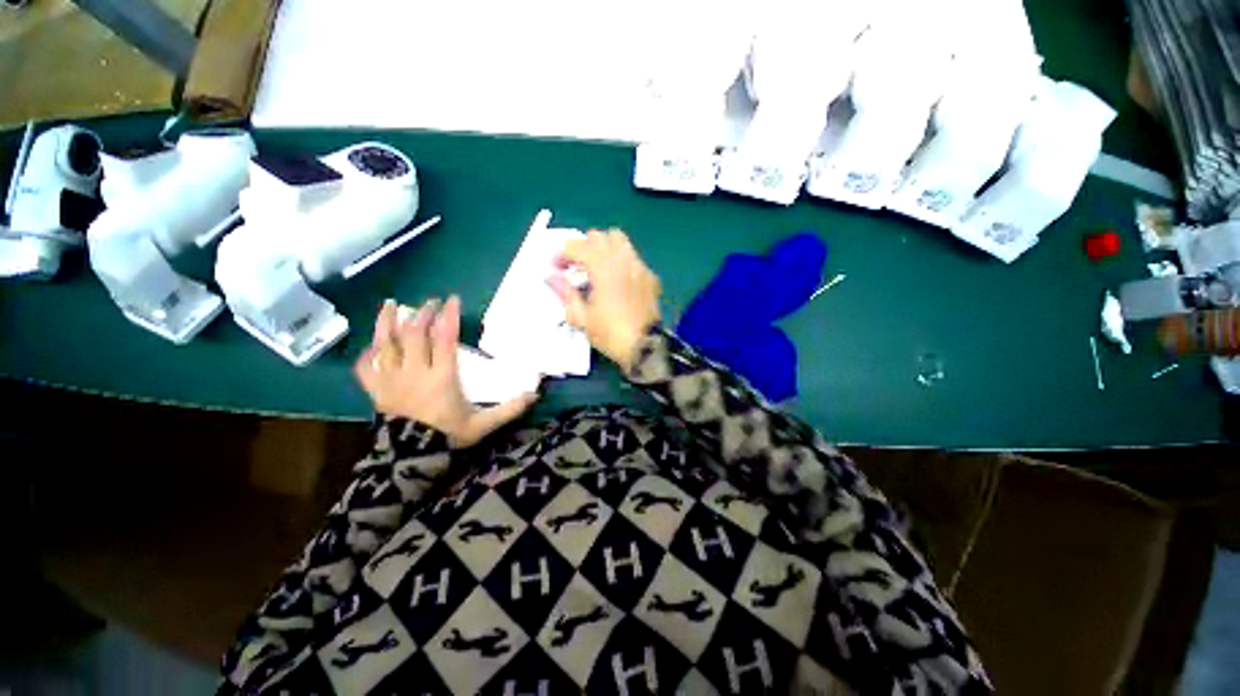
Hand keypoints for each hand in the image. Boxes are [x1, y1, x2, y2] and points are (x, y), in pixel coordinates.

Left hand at [355, 296, 537, 448]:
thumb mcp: (483, 425)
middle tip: (431, 302)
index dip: (449, 317)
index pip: (444, 339)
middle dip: (423, 314)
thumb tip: (535, 395)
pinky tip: (373, 346)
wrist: (411, 459)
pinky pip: (365, 368)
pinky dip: (367, 354)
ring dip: (387, 322)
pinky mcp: (375, 392)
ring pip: (385, 345)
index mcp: (442, 377)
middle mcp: (414, 373)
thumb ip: (509, 409)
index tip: (453, 299)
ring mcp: (390, 381)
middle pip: (414, 334)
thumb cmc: (448, 437)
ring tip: (390, 304)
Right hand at [551, 229, 661, 369]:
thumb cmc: (610, 333)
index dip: (561, 253)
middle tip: (575, 266)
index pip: (577, 245)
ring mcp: (639, 266)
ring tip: (597, 269)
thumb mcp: (581, 317)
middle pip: (599, 236)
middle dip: (583, 246)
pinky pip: (633, 258)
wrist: (644, 346)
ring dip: (604, 249)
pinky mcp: (650, 276)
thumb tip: (552, 278)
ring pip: (620, 241)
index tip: (555, 267)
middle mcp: (623, 260)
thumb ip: (565, 293)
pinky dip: (621, 262)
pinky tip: (617, 282)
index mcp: (603, 267)